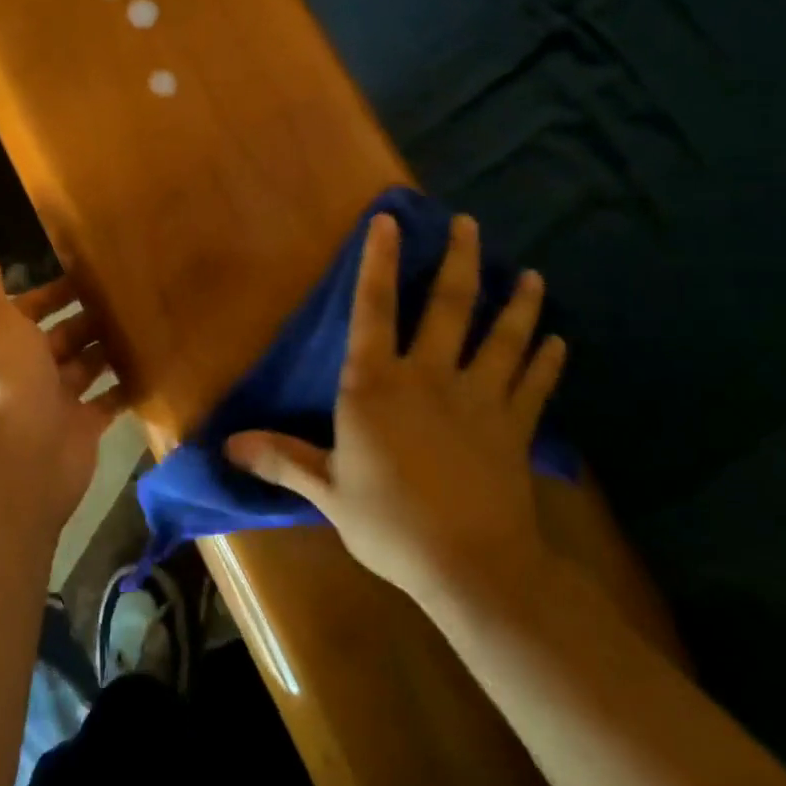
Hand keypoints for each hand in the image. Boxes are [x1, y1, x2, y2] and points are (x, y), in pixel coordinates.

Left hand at [0, 252, 123, 534]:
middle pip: (62, 336)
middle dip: (89, 317)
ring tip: (144, 319)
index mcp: (2, 345)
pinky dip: (126, 383)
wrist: (26, 458)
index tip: (89, 272)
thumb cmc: (9, 380)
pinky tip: (152, 359)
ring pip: (87, 364)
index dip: (52, 292)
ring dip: (109, 346)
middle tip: (127, 293)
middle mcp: (26, 371)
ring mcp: (56, 400)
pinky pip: (109, 398)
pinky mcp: (84, 424)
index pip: (28, 310)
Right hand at [225, 213, 565, 607]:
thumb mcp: (327, 490)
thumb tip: (227, 444)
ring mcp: (479, 397)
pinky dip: (546, 361)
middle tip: (468, 223)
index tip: (389, 220)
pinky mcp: (514, 425)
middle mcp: (430, 375)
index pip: (373, 308)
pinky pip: (534, 384)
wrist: (469, 565)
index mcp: (378, 383)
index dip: (379, 261)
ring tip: (530, 275)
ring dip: (517, 303)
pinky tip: (557, 341)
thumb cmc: (389, 523)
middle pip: (449, 305)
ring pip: (502, 337)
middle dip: (459, 259)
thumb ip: (282, 458)